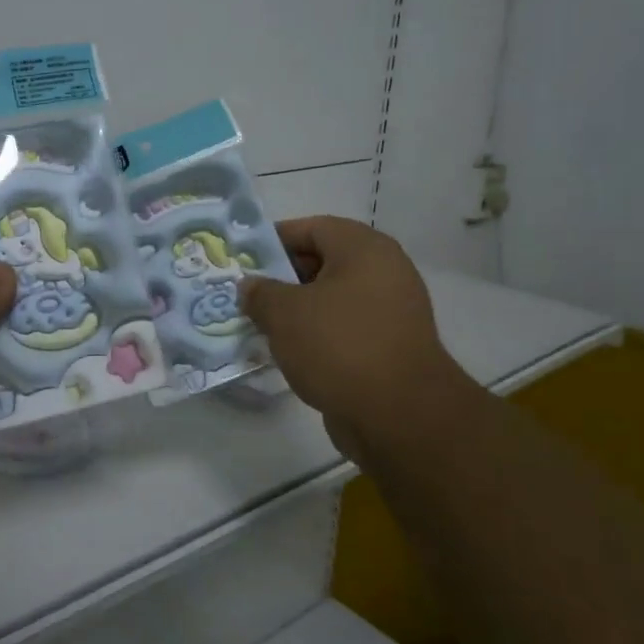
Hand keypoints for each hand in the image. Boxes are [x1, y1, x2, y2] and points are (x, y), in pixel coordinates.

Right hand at [239, 216, 474, 467]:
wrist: (400, 416)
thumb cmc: (339, 346)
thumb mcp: (285, 313)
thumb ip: (261, 293)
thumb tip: (250, 287)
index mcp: (364, 249)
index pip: (311, 228)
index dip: (273, 240)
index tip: (243, 259)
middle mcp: (384, 271)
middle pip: (323, 262)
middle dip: (282, 277)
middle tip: (247, 294)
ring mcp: (391, 311)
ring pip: (332, 299)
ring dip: (297, 310)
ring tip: (260, 324)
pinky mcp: (389, 347)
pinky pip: (344, 329)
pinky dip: (317, 335)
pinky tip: (289, 352)